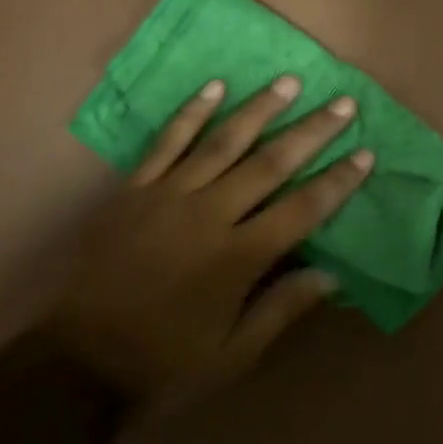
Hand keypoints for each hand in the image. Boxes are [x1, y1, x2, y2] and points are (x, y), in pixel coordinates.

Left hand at [40, 76, 371, 408]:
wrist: (77, 360)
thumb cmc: (162, 362)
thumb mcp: (231, 356)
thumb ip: (281, 310)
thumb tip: (332, 274)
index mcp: (237, 258)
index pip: (302, 209)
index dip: (337, 181)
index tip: (365, 154)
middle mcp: (209, 214)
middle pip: (270, 163)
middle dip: (311, 132)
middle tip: (342, 103)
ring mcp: (169, 195)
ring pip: (224, 141)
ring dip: (260, 109)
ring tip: (289, 82)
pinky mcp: (135, 188)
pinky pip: (168, 142)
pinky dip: (193, 112)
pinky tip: (215, 87)